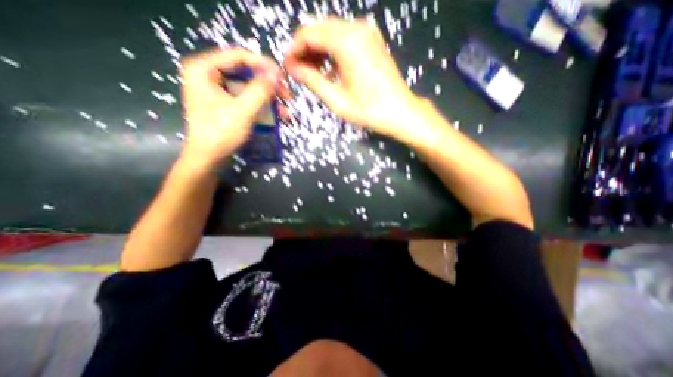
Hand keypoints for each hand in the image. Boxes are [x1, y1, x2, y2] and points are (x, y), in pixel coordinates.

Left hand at [179, 47, 281, 167]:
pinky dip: (263, 107)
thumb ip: (260, 89)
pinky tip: (278, 117)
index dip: (264, 65)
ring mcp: (218, 91)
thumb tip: (277, 73)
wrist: (209, 158)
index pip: (239, 56)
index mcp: (204, 69)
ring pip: (250, 88)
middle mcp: (209, 75)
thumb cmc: (221, 133)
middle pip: (246, 73)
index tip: (283, 77)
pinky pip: (247, 100)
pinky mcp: (226, 105)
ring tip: (286, 113)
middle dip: (270, 87)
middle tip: (287, 97)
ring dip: (270, 100)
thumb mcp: (243, 110)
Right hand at [284, 18, 424, 141]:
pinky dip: (333, 51)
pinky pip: (345, 38)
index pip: (308, 34)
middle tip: (299, 72)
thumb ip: (312, 80)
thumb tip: (293, 69)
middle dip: (305, 50)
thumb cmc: (368, 110)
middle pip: (319, 29)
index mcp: (346, 41)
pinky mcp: (372, 41)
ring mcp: (367, 32)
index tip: (288, 67)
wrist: (399, 111)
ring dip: (319, 50)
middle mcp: (356, 28)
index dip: (294, 50)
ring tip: (313, 73)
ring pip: (332, 33)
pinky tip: (330, 69)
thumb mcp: (336, 99)